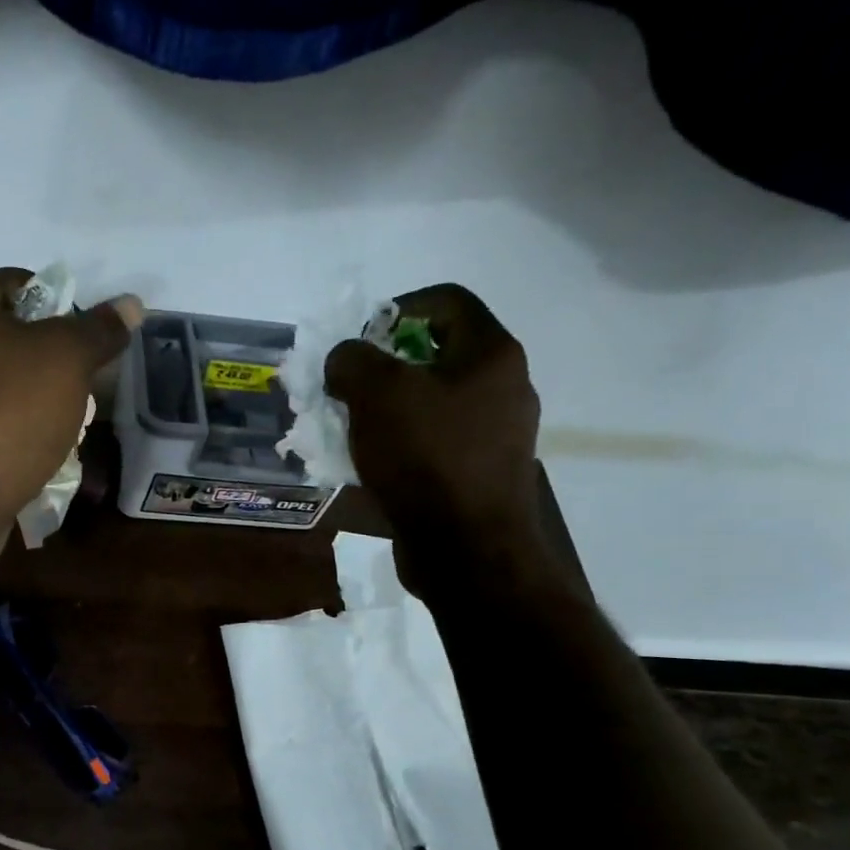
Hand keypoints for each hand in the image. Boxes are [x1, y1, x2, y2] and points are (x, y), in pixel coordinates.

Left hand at [0, 268, 142, 520]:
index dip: (58, 307)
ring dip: (16, 398)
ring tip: (50, 426)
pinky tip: (17, 453)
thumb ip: (98, 330)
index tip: (82, 345)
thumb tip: (130, 304)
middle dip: (38, 361)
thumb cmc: (8, 414)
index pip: (15, 284)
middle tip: (72, 389)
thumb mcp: (68, 362)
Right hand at [324, 284, 547, 603]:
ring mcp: (496, 434)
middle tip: (347, 388)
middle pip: (436, 355)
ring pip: (432, 402)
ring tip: (349, 428)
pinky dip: (399, 443)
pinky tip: (370, 463)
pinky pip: (433, 442)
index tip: (360, 340)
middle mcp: (503, 387)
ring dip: (387, 408)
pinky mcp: (479, 473)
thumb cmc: (426, 457)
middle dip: (384, 366)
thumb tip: (346, 359)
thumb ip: (352, 360)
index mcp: (490, 354)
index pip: (446, 301)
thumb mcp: (376, 394)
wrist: (465, 548)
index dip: (398, 307)